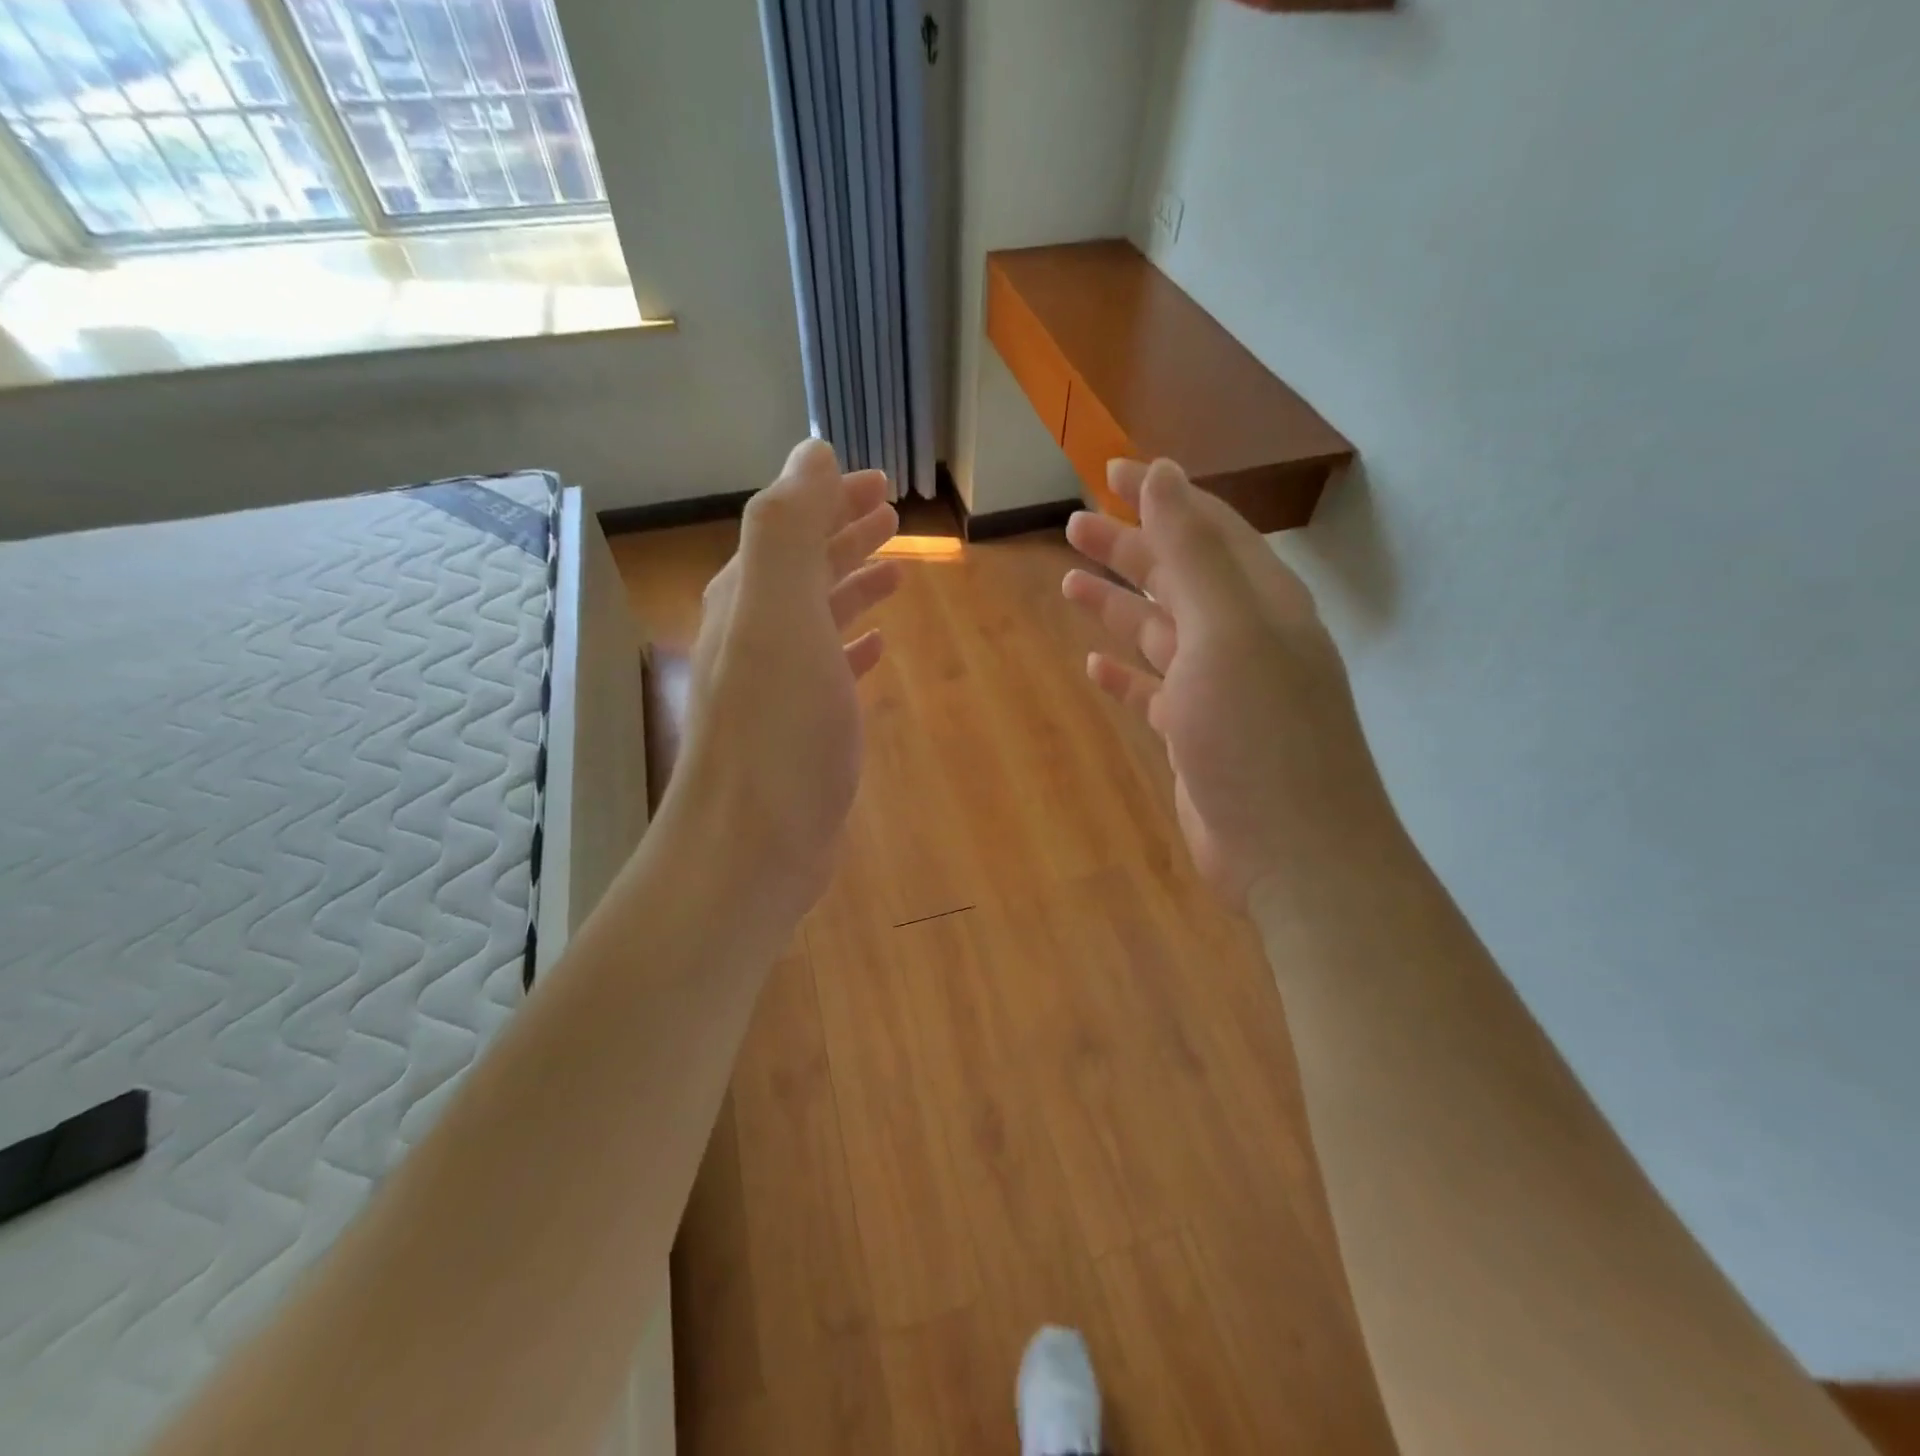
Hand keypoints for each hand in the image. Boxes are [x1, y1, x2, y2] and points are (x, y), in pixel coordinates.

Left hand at [666, 439, 900, 914]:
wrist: (749, 849)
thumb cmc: (776, 732)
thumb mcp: (780, 616)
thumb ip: (789, 529)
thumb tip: (810, 450)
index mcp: (747, 599)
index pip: (788, 526)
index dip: (830, 498)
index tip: (881, 482)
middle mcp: (751, 635)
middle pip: (800, 567)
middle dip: (843, 534)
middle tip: (892, 514)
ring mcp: (770, 686)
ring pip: (814, 616)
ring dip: (849, 585)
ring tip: (894, 571)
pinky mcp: (793, 731)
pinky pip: (824, 669)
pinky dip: (848, 646)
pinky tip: (875, 647)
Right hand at [1063, 459, 1393, 906]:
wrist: (1293, 853)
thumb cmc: (1259, 735)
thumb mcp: (1227, 632)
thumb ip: (1194, 552)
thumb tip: (1164, 472)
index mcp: (1260, 604)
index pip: (1208, 529)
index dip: (1161, 497)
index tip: (1111, 471)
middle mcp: (1244, 639)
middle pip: (1179, 578)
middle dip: (1129, 549)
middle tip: (1072, 526)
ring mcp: (1222, 691)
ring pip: (1163, 632)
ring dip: (1120, 607)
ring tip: (1069, 584)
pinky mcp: (1200, 735)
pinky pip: (1155, 691)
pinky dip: (1126, 673)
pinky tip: (1095, 665)